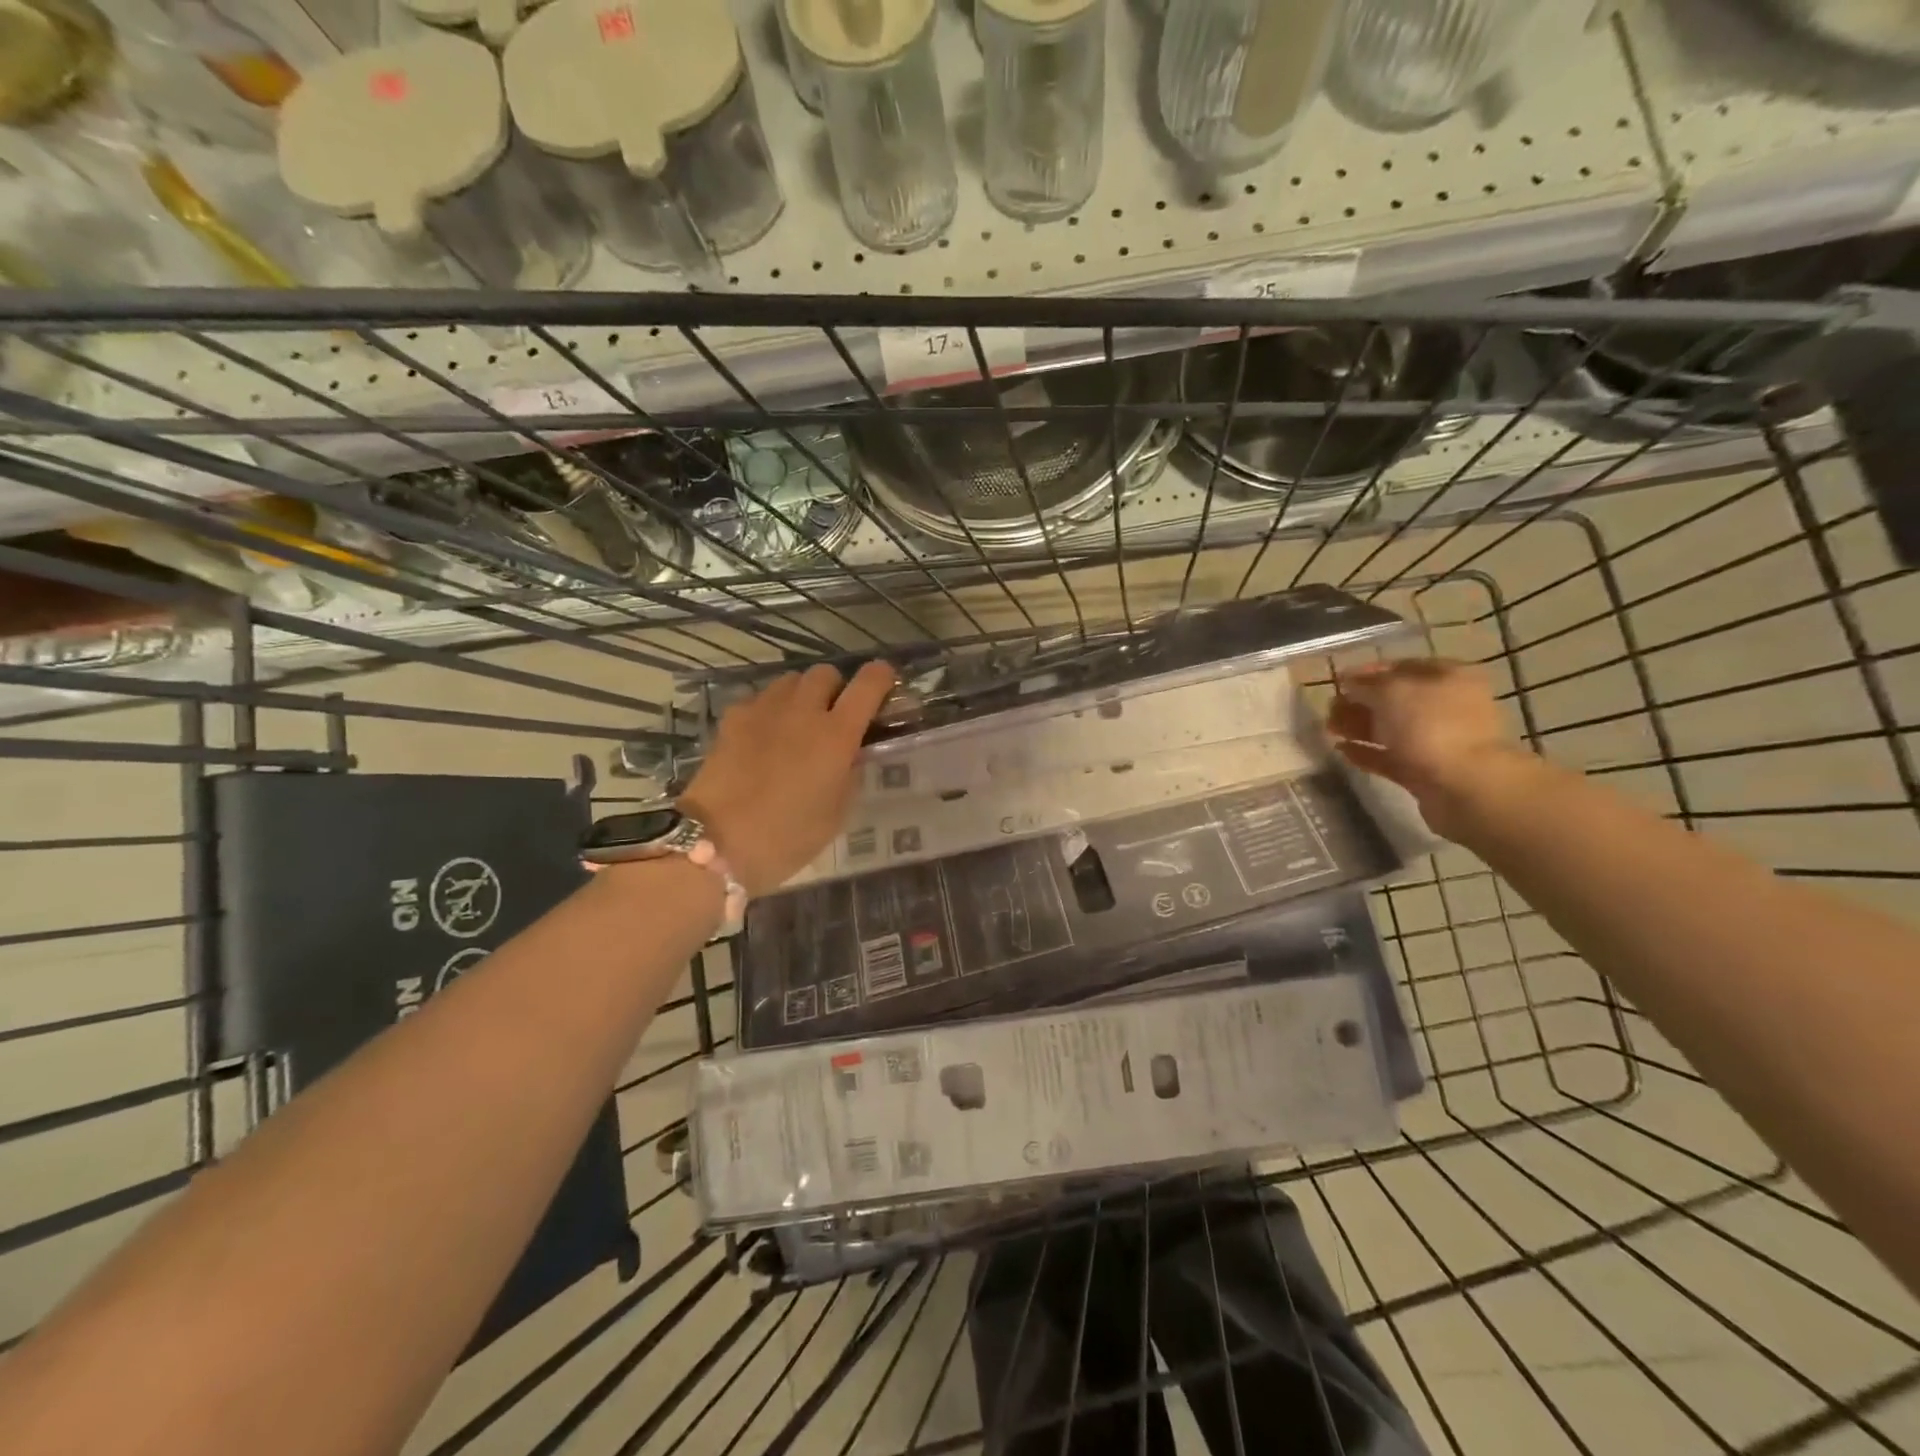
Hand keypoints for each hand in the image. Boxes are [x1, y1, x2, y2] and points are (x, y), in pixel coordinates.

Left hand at [679, 660, 897, 896]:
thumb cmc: (787, 838)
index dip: (881, 678)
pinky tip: (764, 738)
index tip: (884, 688)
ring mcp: (763, 710)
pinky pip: (760, 699)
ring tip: (797, 725)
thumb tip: (851, 754)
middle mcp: (803, 710)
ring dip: (802, 696)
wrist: (715, 843)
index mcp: (837, 734)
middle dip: (836, 689)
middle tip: (833, 718)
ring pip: (790, 681)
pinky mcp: (732, 718)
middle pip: (826, 673)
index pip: (869, 683)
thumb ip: (850, 775)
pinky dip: (769, 710)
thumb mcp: (836, 815)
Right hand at [1325, 658, 1527, 838]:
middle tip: (1329, 709)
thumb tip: (1350, 684)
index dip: (1369, 672)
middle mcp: (1447, 705)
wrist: (1464, 786)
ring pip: (1390, 729)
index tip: (1338, 680)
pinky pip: (1390, 757)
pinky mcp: (1425, 771)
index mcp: (1448, 677)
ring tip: (1328, 729)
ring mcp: (1438, 740)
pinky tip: (1340, 751)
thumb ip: (1366, 685)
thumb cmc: (1430, 726)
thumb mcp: (1391, 692)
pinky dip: (1366, 752)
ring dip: (1358, 726)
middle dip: (1359, 702)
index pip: (1403, 667)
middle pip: (1395, 700)